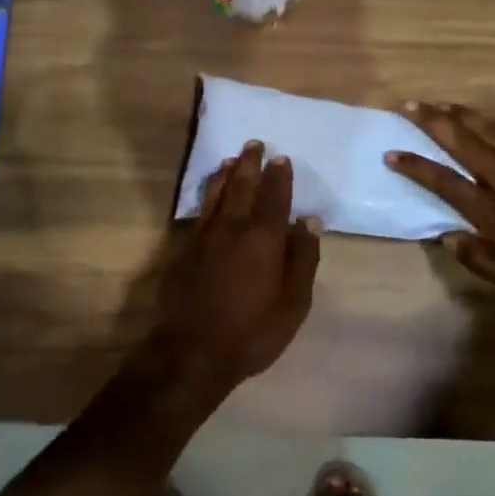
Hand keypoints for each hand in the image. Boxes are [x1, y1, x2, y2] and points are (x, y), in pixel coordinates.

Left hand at [141, 141, 321, 402]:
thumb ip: (303, 259)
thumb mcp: (293, 303)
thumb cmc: (252, 331)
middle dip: (250, 164)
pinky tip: (211, 194)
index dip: (279, 177)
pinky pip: (201, 211)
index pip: (274, 198)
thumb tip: (309, 222)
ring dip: (226, 174)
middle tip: (254, 144)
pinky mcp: (185, 249)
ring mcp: (205, 237)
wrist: (192, 351)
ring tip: (231, 159)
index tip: (281, 158)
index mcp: (264, 239)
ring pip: (217, 195)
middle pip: (242, 187)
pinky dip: (209, 195)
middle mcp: (233, 228)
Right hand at [385, 100, 494, 311]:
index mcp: (494, 213)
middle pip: (465, 145)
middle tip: (411, 104)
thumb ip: (480, 260)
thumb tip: (447, 236)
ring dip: (469, 114)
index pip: (444, 183)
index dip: (416, 166)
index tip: (391, 152)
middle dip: (435, 123)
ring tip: (446, 102)